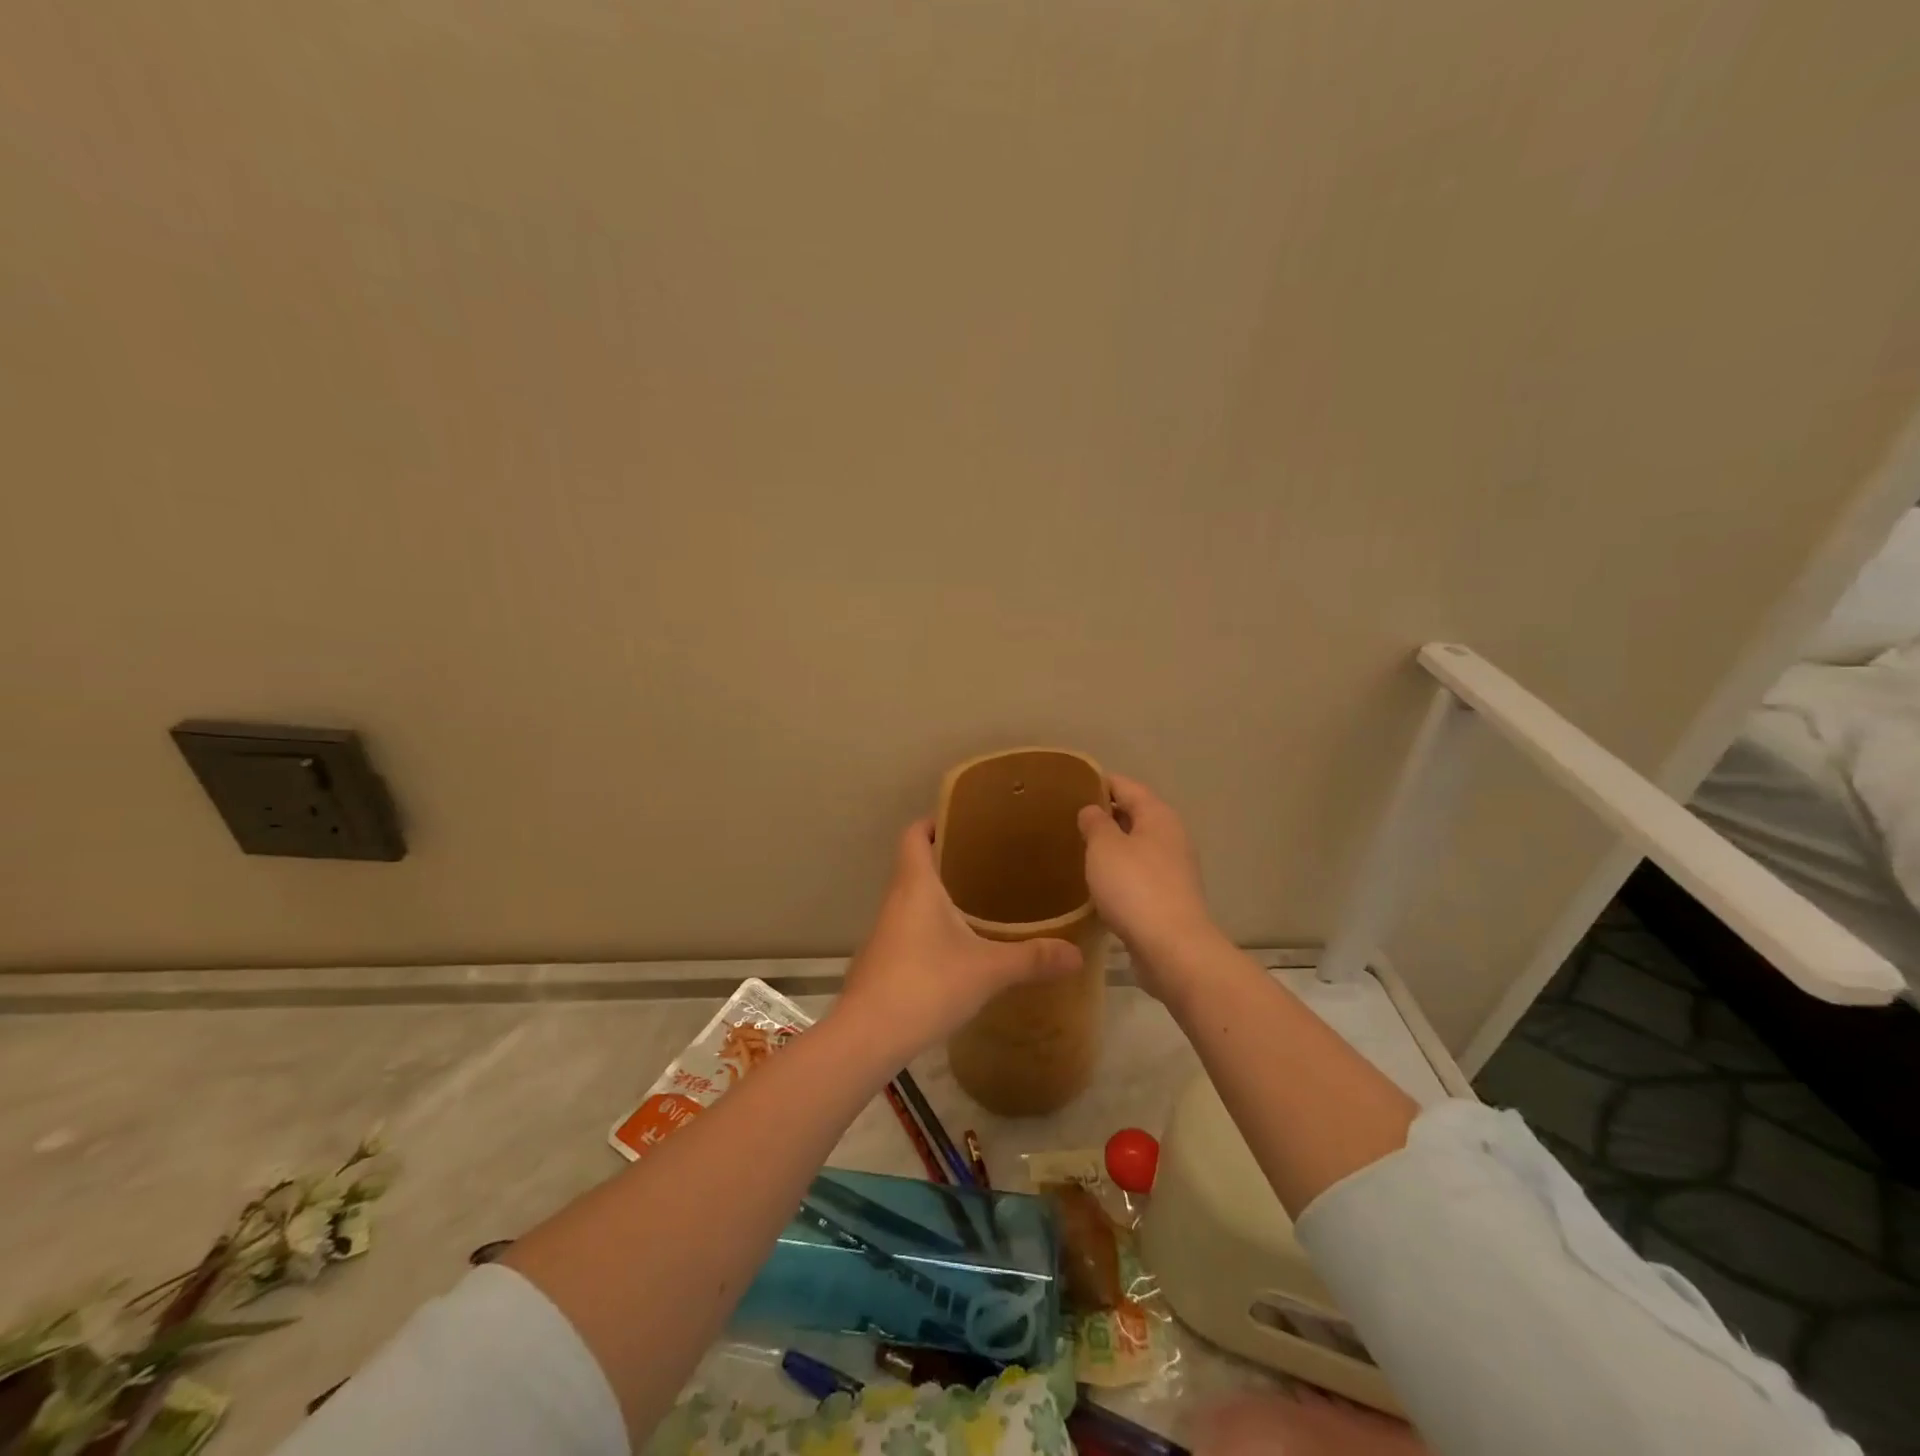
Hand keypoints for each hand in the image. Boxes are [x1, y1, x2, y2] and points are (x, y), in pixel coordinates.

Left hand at [835, 819, 1082, 1062]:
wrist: (868, 1036)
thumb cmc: (926, 985)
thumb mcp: (987, 970)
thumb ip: (1032, 959)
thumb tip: (1077, 954)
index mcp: (916, 885)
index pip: (914, 834)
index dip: (934, 821)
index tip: (964, 820)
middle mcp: (896, 899)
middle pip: (915, 863)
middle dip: (947, 857)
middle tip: (988, 860)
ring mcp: (885, 930)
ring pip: (912, 897)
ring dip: (938, 893)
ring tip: (979, 899)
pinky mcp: (883, 958)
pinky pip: (908, 926)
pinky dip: (930, 923)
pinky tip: (957, 945)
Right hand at [1077, 775, 1222, 995]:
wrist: (1172, 948)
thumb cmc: (1135, 888)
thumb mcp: (1104, 847)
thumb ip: (1095, 822)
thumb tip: (1093, 810)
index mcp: (1158, 815)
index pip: (1125, 786)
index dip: (1098, 782)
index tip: (1068, 786)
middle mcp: (1171, 837)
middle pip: (1133, 815)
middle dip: (1103, 815)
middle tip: (1066, 820)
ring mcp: (1173, 869)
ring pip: (1135, 847)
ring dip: (1110, 847)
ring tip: (1076, 850)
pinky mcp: (1169, 898)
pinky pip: (1138, 875)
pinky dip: (1118, 873)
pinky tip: (1096, 883)